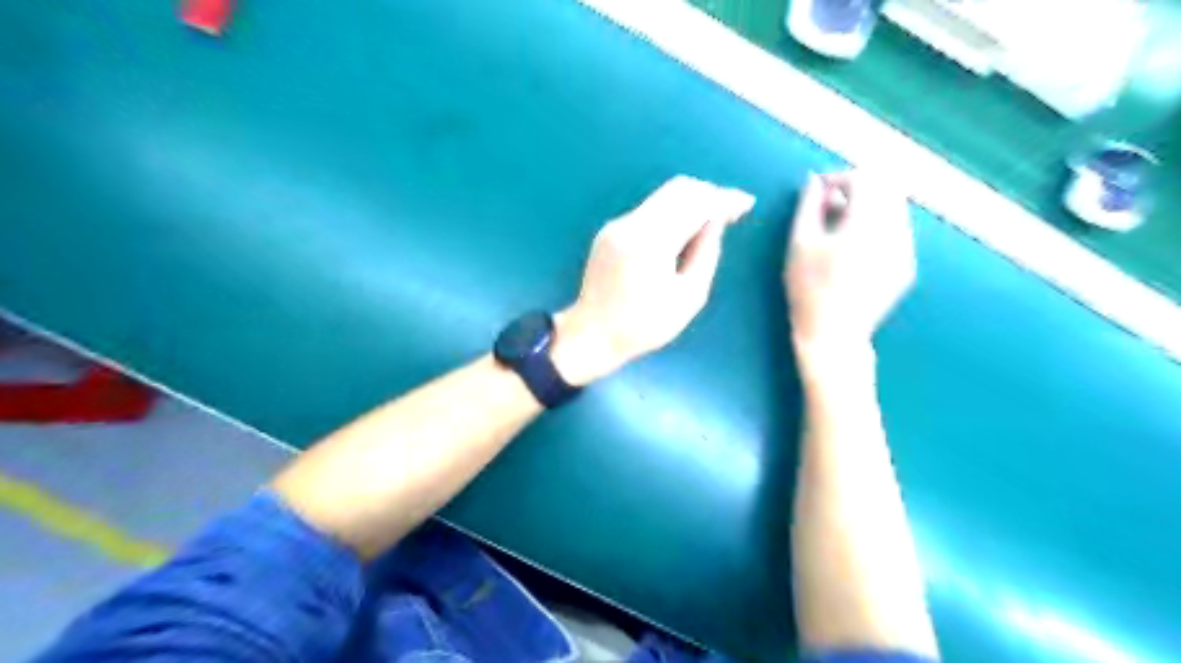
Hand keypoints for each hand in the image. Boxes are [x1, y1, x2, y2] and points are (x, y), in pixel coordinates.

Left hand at [553, 176, 756, 386]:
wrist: (591, 335)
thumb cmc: (643, 326)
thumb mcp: (688, 298)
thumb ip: (707, 254)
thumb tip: (717, 221)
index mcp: (650, 242)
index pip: (694, 203)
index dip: (724, 199)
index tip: (746, 205)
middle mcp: (631, 224)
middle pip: (678, 188)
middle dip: (709, 194)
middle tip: (730, 212)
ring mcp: (617, 224)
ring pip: (662, 195)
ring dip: (691, 202)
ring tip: (710, 223)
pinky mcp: (610, 230)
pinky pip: (649, 210)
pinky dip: (672, 212)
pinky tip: (682, 233)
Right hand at [786, 171, 915, 363]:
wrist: (833, 334)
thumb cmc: (808, 289)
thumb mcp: (799, 244)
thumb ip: (808, 206)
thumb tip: (814, 180)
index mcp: (866, 225)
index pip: (864, 179)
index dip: (840, 178)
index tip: (820, 190)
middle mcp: (894, 233)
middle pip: (886, 189)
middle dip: (857, 189)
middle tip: (829, 205)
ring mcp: (906, 251)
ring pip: (894, 209)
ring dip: (868, 207)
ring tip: (839, 228)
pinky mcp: (907, 266)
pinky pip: (897, 232)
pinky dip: (877, 228)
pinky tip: (854, 250)